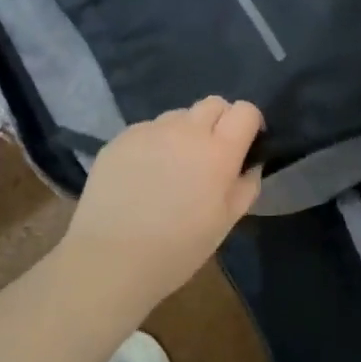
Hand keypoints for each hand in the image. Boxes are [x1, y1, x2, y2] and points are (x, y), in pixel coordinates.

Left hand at [60, 97, 263, 305]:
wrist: (111, 259)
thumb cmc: (178, 249)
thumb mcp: (225, 223)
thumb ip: (246, 186)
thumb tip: (249, 165)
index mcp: (218, 151)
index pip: (245, 110)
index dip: (249, 123)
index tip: (245, 145)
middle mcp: (186, 130)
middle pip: (213, 103)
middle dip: (220, 121)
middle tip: (211, 154)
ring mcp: (150, 130)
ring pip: (178, 115)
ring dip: (185, 131)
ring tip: (173, 165)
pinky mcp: (121, 138)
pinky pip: (148, 129)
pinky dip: (155, 143)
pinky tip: (144, 174)